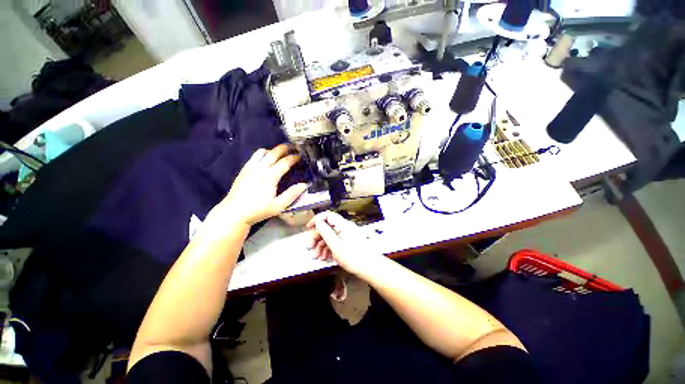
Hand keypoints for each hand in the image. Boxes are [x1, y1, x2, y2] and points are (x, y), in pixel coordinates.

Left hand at [217, 144, 307, 225]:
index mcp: (270, 177)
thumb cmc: (258, 210)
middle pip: (274, 153)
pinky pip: (254, 156)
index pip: (284, 162)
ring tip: (281, 153)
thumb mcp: (278, 206)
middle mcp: (260, 168)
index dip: (294, 158)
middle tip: (293, 147)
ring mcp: (250, 167)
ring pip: (263, 152)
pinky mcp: (244, 169)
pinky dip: (263, 153)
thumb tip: (304, 185)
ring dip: (273, 150)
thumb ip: (292, 194)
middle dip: (285, 148)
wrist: (234, 212)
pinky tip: (266, 159)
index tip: (300, 156)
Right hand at [306, 211, 384, 277]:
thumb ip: (326, 233)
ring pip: (330, 235)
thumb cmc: (356, 258)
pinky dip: (328, 247)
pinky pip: (335, 240)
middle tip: (311, 248)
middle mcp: (345, 227)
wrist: (371, 268)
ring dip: (321, 244)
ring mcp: (347, 234)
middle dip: (317, 237)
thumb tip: (318, 223)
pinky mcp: (348, 241)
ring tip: (317, 256)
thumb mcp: (337, 246)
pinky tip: (325, 256)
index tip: (308, 228)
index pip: (327, 215)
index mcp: (343, 225)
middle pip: (327, 227)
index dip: (316, 220)